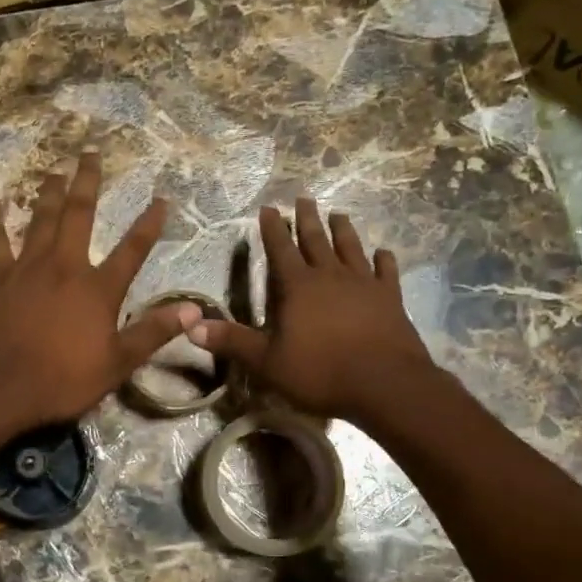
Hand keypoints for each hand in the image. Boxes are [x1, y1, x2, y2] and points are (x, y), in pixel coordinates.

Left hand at [0, 152, 200, 430]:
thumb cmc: (62, 379)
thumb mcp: (118, 363)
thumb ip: (154, 332)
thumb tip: (194, 310)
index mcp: (98, 289)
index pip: (132, 250)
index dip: (148, 224)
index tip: (160, 199)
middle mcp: (65, 267)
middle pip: (79, 216)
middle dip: (87, 183)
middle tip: (90, 153)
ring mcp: (27, 268)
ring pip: (40, 219)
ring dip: (49, 193)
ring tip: (54, 170)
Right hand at [189, 199, 434, 422]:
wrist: (384, 383)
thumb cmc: (320, 372)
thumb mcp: (267, 361)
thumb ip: (232, 341)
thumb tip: (191, 327)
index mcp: (298, 287)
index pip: (280, 249)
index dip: (272, 228)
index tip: (268, 208)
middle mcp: (331, 276)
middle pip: (317, 240)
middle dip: (307, 219)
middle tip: (304, 198)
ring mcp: (364, 284)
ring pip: (351, 248)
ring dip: (343, 230)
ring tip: (339, 214)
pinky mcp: (390, 298)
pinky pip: (386, 271)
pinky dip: (384, 260)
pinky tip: (383, 252)